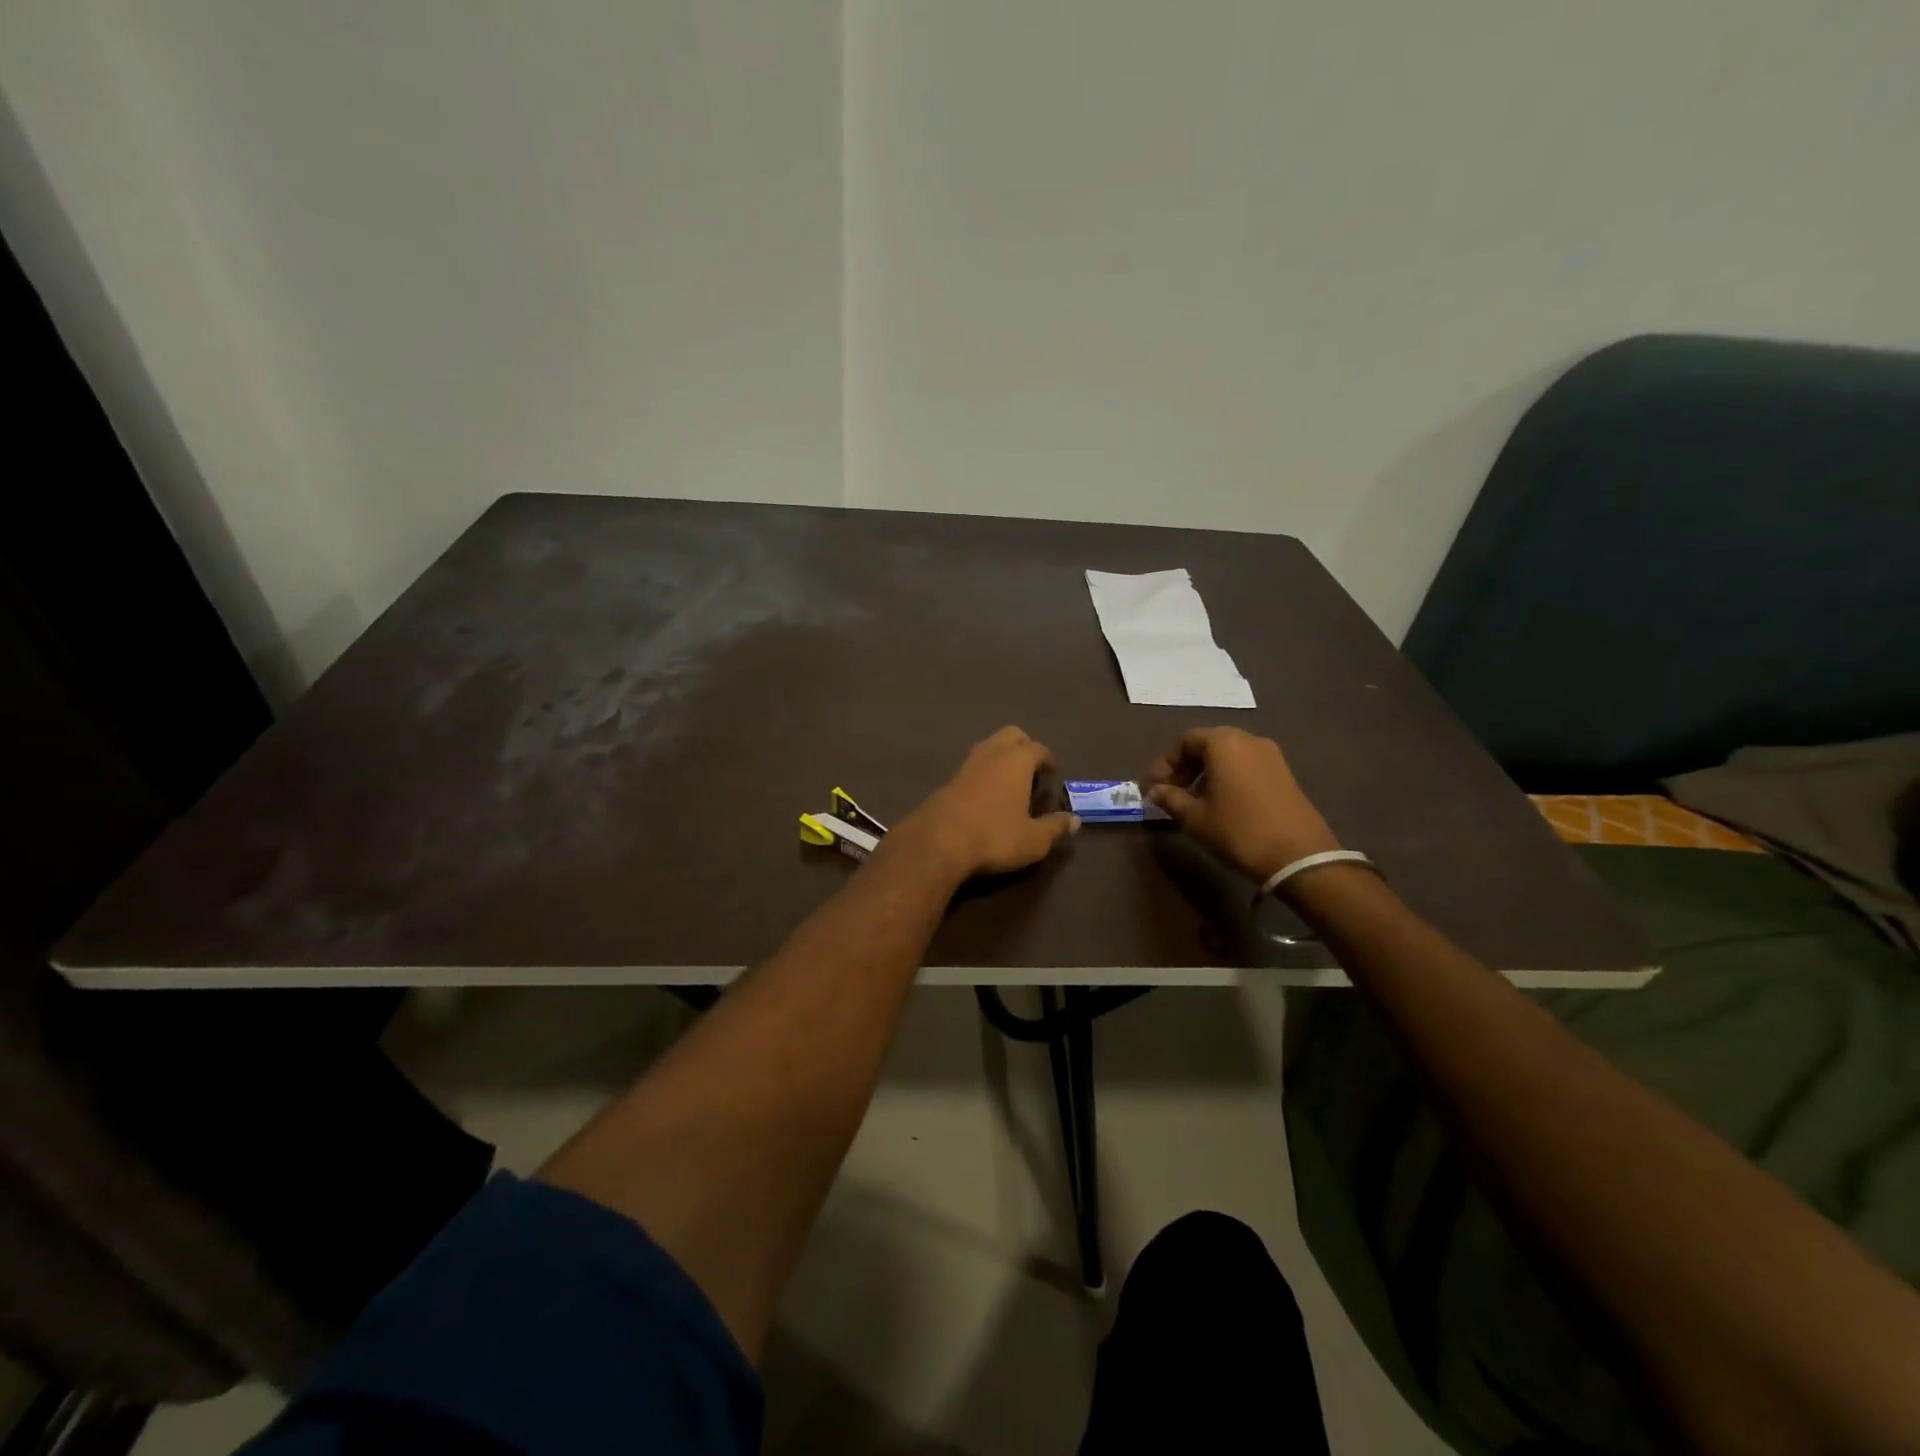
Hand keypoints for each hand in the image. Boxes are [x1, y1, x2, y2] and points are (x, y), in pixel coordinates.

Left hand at [888, 727, 1079, 881]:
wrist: (938, 842)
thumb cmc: (995, 836)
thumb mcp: (1034, 839)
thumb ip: (1055, 827)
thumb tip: (1075, 821)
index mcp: (1017, 760)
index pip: (1038, 748)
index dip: (1048, 760)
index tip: (1052, 774)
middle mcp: (992, 753)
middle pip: (1011, 735)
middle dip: (1024, 747)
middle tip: (1032, 772)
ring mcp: (966, 764)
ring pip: (989, 747)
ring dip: (1001, 758)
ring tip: (1010, 783)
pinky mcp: (947, 779)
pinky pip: (972, 766)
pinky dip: (983, 773)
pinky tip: (985, 796)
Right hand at [1146, 727, 1339, 882]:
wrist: (1299, 856)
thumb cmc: (1238, 831)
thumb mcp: (1195, 818)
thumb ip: (1170, 798)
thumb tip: (1155, 790)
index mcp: (1223, 743)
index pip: (1185, 741)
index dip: (1165, 763)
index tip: (1154, 787)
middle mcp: (1248, 740)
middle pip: (1208, 744)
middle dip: (1185, 766)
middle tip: (1170, 792)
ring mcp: (1271, 755)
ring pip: (1228, 755)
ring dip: (1206, 773)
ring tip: (1194, 801)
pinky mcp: (1284, 773)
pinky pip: (1246, 765)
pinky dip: (1228, 777)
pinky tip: (1221, 804)